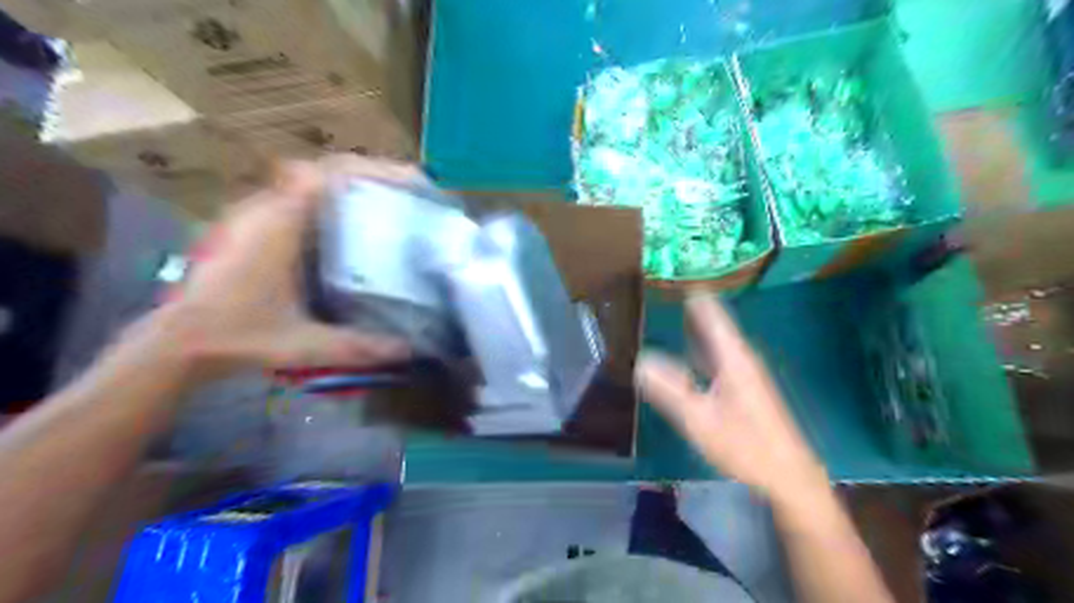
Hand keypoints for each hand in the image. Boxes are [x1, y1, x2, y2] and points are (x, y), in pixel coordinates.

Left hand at [129, 155, 419, 382]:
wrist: (177, 344)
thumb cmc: (237, 337)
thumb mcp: (305, 344)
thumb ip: (359, 347)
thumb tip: (410, 351)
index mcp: (280, 224)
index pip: (327, 173)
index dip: (371, 170)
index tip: (408, 182)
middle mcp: (267, 209)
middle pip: (326, 173)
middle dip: (371, 179)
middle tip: (409, 197)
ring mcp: (256, 216)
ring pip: (311, 185)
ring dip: (350, 190)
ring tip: (389, 208)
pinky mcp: (252, 229)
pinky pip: (299, 201)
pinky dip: (331, 206)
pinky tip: (351, 231)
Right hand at [635, 294, 828, 500]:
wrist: (788, 475)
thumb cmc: (745, 446)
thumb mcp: (701, 419)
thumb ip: (670, 390)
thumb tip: (641, 360)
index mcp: (734, 359)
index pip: (714, 316)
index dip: (697, 298)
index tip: (678, 280)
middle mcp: (743, 360)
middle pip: (717, 326)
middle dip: (695, 310)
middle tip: (668, 294)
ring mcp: (747, 375)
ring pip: (719, 343)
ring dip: (699, 328)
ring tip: (677, 315)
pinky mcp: (747, 389)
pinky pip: (720, 358)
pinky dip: (703, 349)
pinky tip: (691, 355)